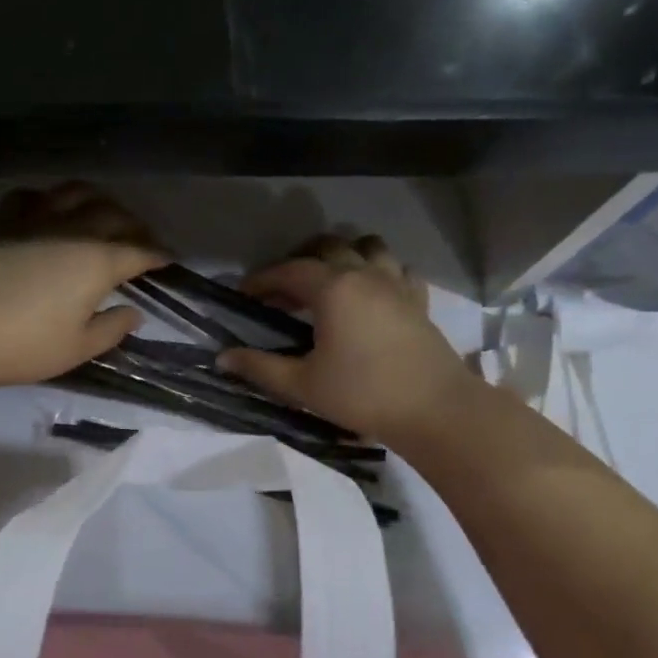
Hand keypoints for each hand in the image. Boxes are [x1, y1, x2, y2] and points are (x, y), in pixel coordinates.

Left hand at [0, 183, 167, 388]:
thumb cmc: (25, 346)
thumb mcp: (77, 348)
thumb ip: (112, 328)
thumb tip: (133, 312)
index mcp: (97, 262)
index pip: (139, 251)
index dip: (158, 254)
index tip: (170, 259)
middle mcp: (72, 231)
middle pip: (113, 215)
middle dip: (135, 225)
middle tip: (142, 238)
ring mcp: (34, 221)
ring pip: (74, 193)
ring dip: (97, 199)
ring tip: (103, 212)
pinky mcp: (1, 222)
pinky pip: (30, 196)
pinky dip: (47, 198)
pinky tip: (48, 209)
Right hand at [217, 234, 475, 447]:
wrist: (435, 411)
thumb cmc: (362, 395)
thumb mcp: (303, 385)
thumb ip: (260, 367)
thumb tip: (223, 358)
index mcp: (333, 288)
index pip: (289, 270)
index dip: (262, 279)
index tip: (243, 294)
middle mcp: (365, 275)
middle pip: (328, 247)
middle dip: (300, 260)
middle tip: (283, 290)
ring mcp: (396, 284)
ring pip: (368, 248)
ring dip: (344, 256)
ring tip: (329, 282)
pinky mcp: (419, 301)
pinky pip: (398, 270)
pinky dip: (380, 272)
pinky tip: (372, 294)